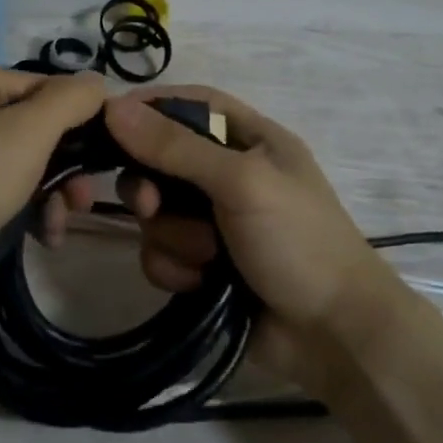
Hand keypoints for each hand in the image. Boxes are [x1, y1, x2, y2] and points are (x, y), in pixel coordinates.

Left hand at [0, 59, 108, 303]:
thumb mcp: (28, 134)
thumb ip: (70, 100)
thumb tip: (99, 83)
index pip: (41, 88)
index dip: (77, 123)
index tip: (102, 163)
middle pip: (28, 125)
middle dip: (61, 166)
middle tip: (81, 201)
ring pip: (12, 158)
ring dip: (44, 190)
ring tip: (58, 225)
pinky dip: (15, 202)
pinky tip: (39, 232)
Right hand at [104, 85, 406, 389]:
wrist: (334, 337)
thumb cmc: (299, 242)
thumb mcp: (241, 182)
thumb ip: (176, 147)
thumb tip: (113, 107)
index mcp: (251, 140)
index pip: (191, 105)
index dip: (150, 107)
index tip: (108, 121)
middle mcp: (229, 175)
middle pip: (162, 160)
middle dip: (152, 186)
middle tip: (152, 207)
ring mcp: (215, 222)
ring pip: (157, 213)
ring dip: (173, 237)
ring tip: (206, 258)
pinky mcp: (203, 264)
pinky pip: (161, 253)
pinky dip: (175, 268)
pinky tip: (199, 284)